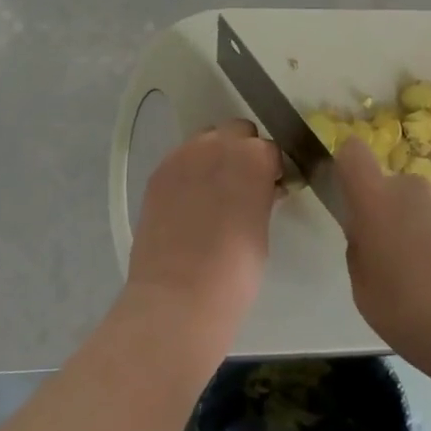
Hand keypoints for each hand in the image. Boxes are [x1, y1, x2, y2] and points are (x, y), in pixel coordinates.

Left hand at [127, 119, 281, 338]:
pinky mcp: (158, 173)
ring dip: (215, 156)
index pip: (270, 149)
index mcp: (254, 158)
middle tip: (243, 186)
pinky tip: (189, 202)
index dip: (272, 169)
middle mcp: (218, 145)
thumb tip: (263, 189)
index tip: (271, 189)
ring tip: (213, 192)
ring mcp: (183, 157)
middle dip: (243, 152)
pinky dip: (189, 172)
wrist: (177, 298)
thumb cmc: (235, 271)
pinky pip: (181, 159)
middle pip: (237, 132)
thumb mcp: (262, 229)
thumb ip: (262, 196)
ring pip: (206, 140)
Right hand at [335, 138, 430, 371]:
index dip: (346, 166)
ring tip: (422, 271)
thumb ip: (359, 248)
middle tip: (387, 255)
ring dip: (414, 223)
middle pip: (389, 185)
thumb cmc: (409, 310)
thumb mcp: (363, 288)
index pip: (353, 152)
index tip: (348, 195)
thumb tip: (367, 232)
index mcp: (377, 199)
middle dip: (385, 210)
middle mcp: (412, 187)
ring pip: (418, 203)